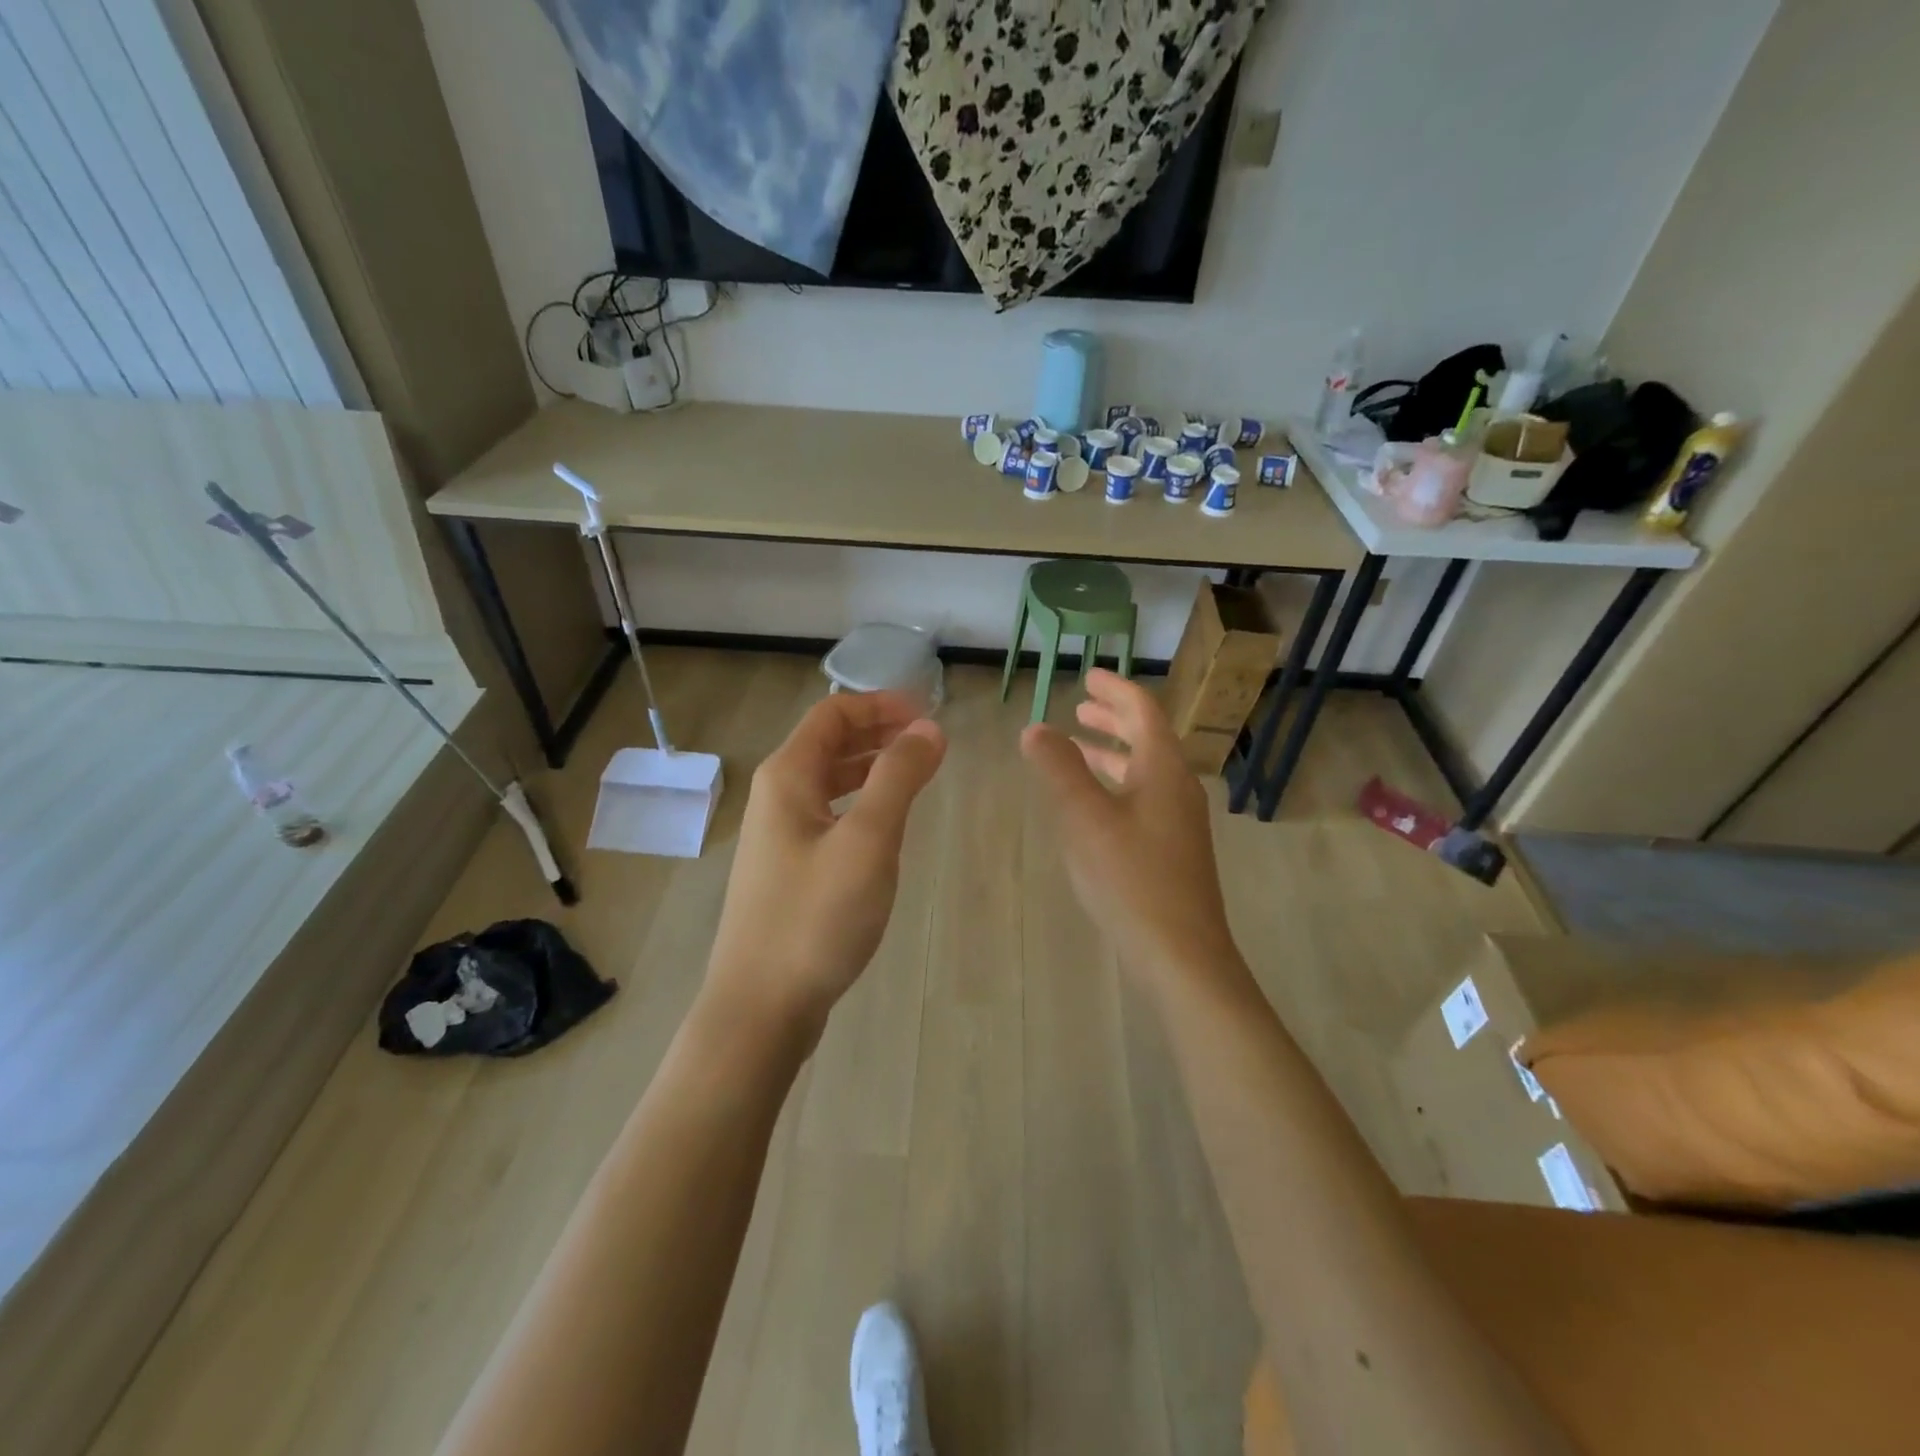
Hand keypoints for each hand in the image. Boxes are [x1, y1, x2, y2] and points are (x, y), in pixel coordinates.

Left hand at [706, 692, 946, 1043]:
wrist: (761, 1006)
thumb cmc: (816, 917)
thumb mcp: (868, 841)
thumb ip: (899, 778)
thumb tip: (929, 729)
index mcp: (788, 777)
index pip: (834, 713)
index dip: (881, 704)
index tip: (929, 714)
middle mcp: (777, 797)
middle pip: (829, 743)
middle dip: (879, 731)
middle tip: (929, 740)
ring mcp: (779, 835)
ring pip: (830, 781)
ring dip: (872, 767)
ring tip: (916, 773)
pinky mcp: (788, 869)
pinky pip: (829, 815)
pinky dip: (861, 803)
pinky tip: (886, 824)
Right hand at [1021, 669, 1240, 986]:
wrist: (1181, 954)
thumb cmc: (1131, 878)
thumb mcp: (1085, 817)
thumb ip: (1059, 768)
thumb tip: (1035, 728)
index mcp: (1164, 769)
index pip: (1143, 711)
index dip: (1116, 690)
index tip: (1089, 677)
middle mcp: (1178, 788)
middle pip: (1148, 738)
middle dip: (1114, 719)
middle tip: (1081, 706)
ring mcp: (1180, 821)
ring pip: (1145, 770)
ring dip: (1114, 752)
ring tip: (1081, 745)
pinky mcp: (1173, 850)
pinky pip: (1143, 797)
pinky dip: (1117, 784)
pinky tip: (1094, 803)